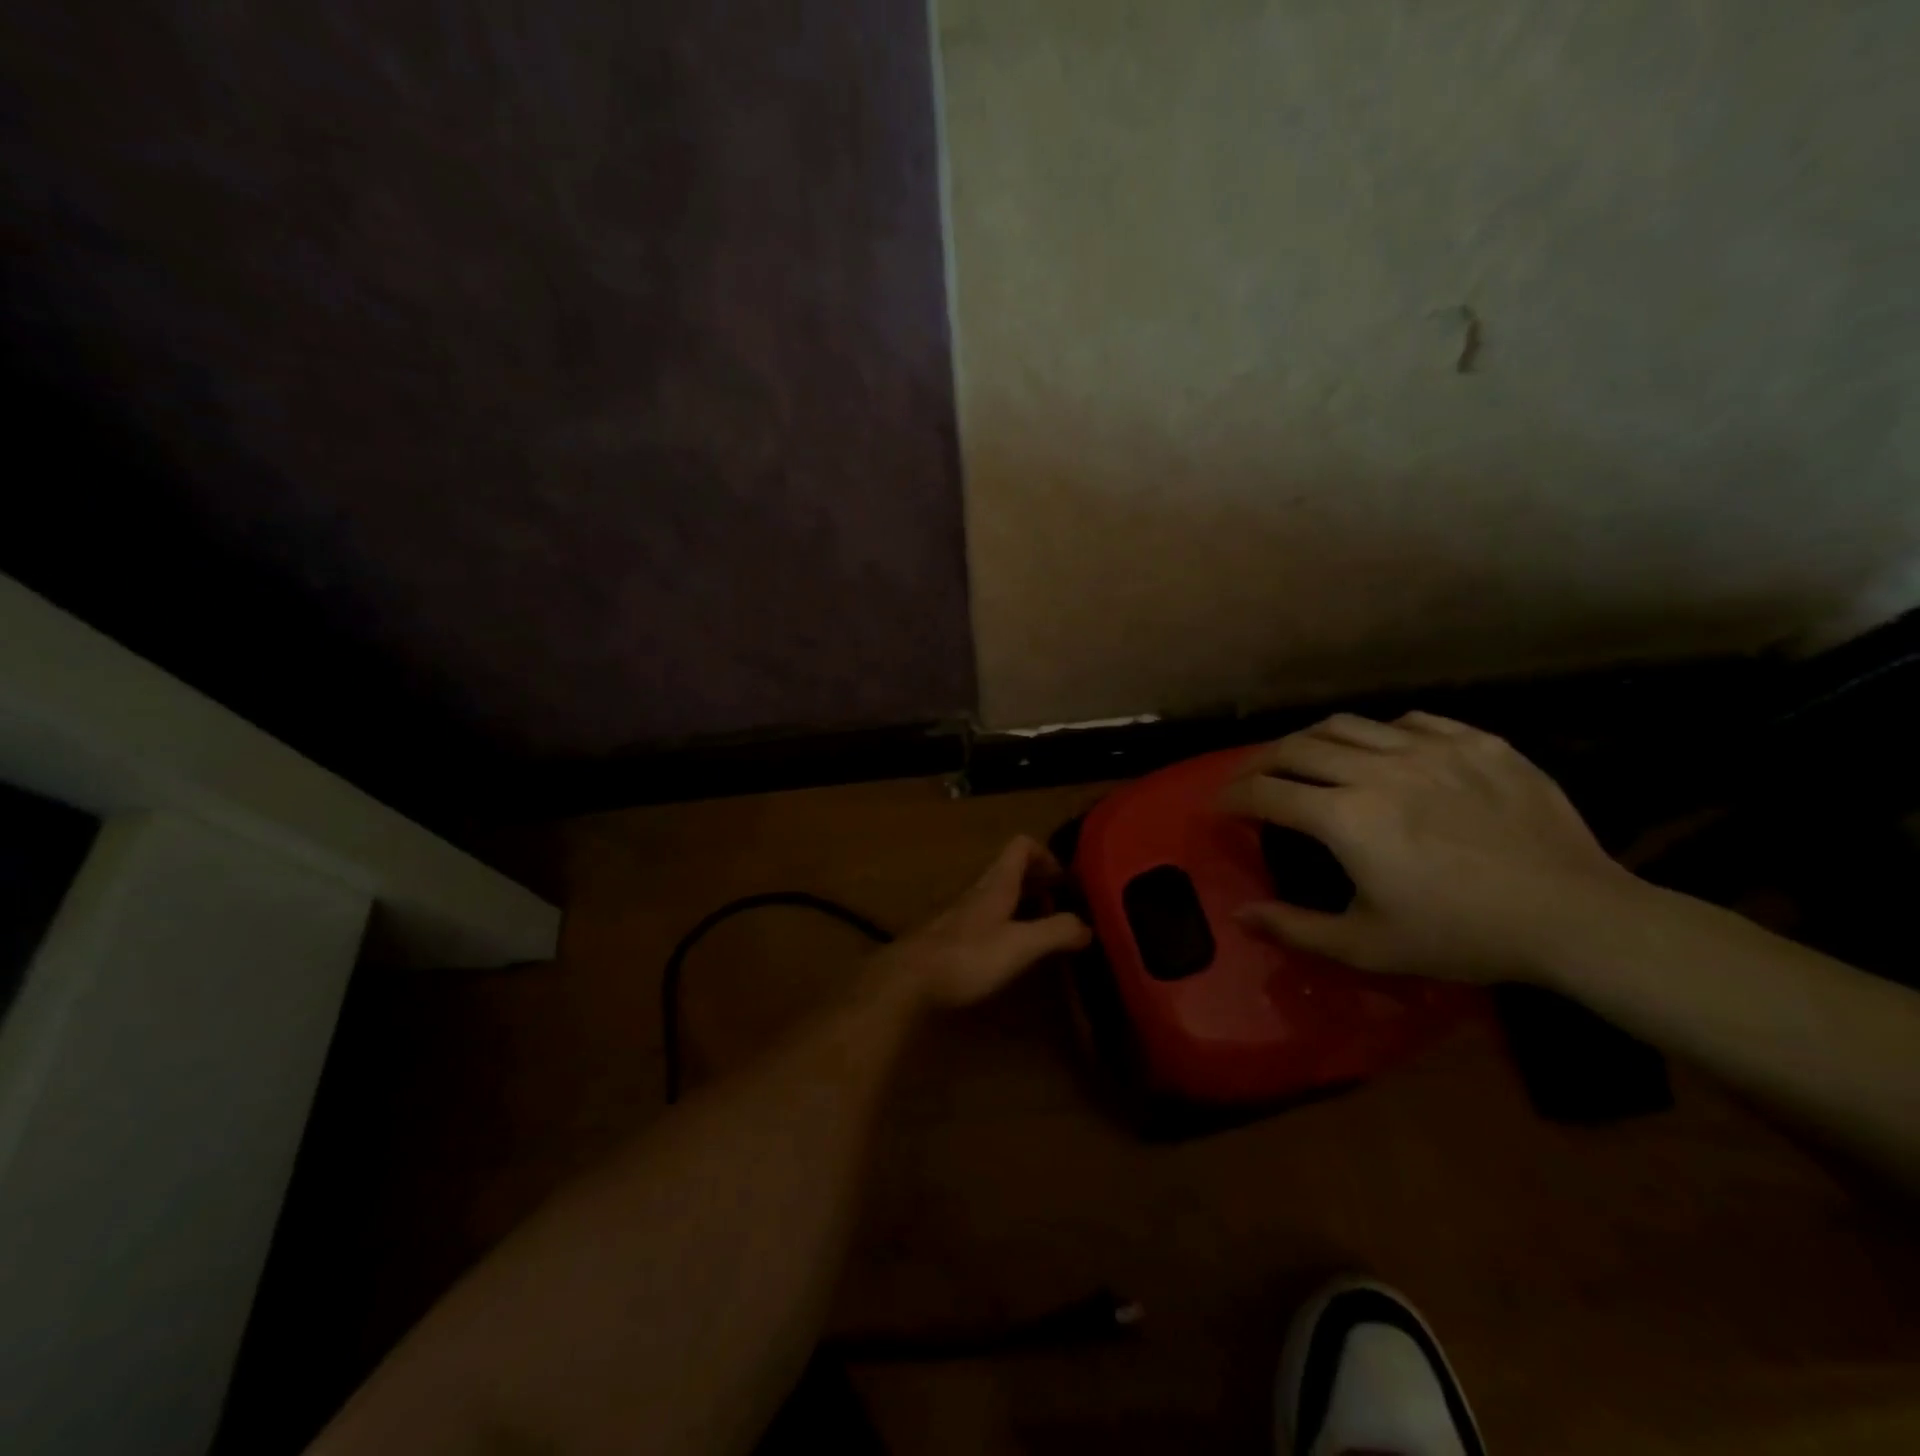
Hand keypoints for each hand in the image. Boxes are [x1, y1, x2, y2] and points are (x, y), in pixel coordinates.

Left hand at [877, 836, 1091, 1008]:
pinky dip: (1005, 926)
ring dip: (1023, 905)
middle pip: (1011, 871)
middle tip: (1064, 907)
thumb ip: (1056, 932)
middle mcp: (978, 891)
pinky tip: (1011, 953)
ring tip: (1044, 931)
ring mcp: (961, 914)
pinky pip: (985, 919)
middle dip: (1040, 883)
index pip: (1021, 846)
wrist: (908, 981)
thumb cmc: (967, 957)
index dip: (1047, 855)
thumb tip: (1088, 925)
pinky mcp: (950, 937)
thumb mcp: (1020, 945)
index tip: (1066, 881)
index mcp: (996, 883)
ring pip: (998, 895)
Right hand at [1219, 712, 1637, 982]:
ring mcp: (1430, 749)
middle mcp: (1377, 770)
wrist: (1575, 917)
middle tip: (1251, 779)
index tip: (1219, 805)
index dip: (1232, 797)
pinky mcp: (1476, 742)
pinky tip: (1381, 752)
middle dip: (1260, 761)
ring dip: (1311, 739)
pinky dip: (1378, 733)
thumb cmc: (1461, 936)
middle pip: (1296, 747)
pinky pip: (1409, 722)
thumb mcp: (1367, 946)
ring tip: (1304, 757)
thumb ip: (1294, 928)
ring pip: (1347, 724)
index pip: (1266, 793)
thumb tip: (1239, 916)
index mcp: (1345, 818)